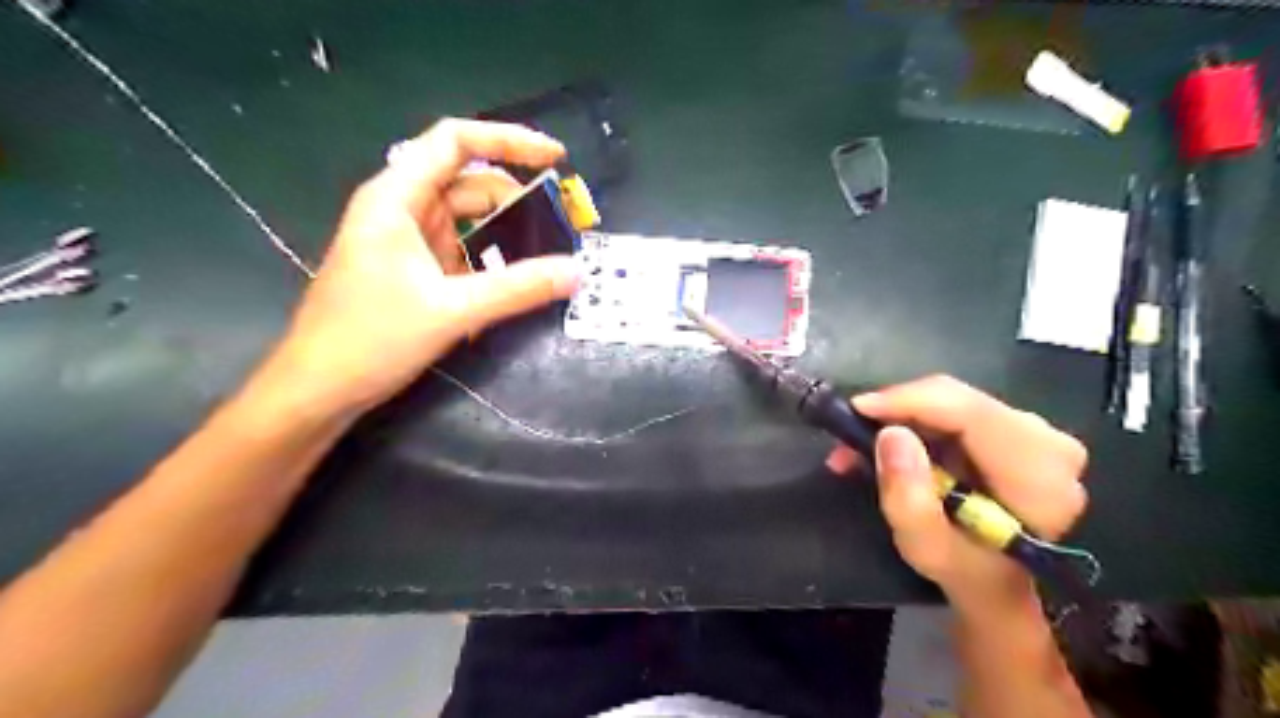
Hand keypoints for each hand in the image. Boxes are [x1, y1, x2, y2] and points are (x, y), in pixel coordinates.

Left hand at [270, 120, 581, 418]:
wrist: (317, 390)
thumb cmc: (371, 340)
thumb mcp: (453, 311)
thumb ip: (519, 288)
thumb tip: (576, 272)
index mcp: (397, 198)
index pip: (456, 141)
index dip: (510, 140)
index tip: (557, 158)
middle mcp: (400, 208)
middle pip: (468, 181)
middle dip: (518, 197)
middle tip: (563, 223)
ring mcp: (405, 240)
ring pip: (467, 219)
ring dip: (507, 231)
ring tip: (547, 252)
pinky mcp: (411, 269)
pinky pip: (460, 250)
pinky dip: (490, 258)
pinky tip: (514, 280)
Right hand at [825, 377, 1081, 612]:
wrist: (1000, 583)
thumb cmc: (966, 572)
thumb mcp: (927, 549)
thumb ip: (908, 500)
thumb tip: (891, 435)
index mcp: (1038, 476)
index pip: (970, 413)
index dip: (909, 401)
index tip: (856, 409)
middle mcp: (1048, 442)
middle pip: (958, 400)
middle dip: (897, 411)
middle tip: (850, 436)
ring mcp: (1035, 431)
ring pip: (952, 400)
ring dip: (901, 417)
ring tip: (860, 447)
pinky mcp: (1015, 428)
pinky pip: (955, 408)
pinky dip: (916, 421)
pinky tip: (890, 444)